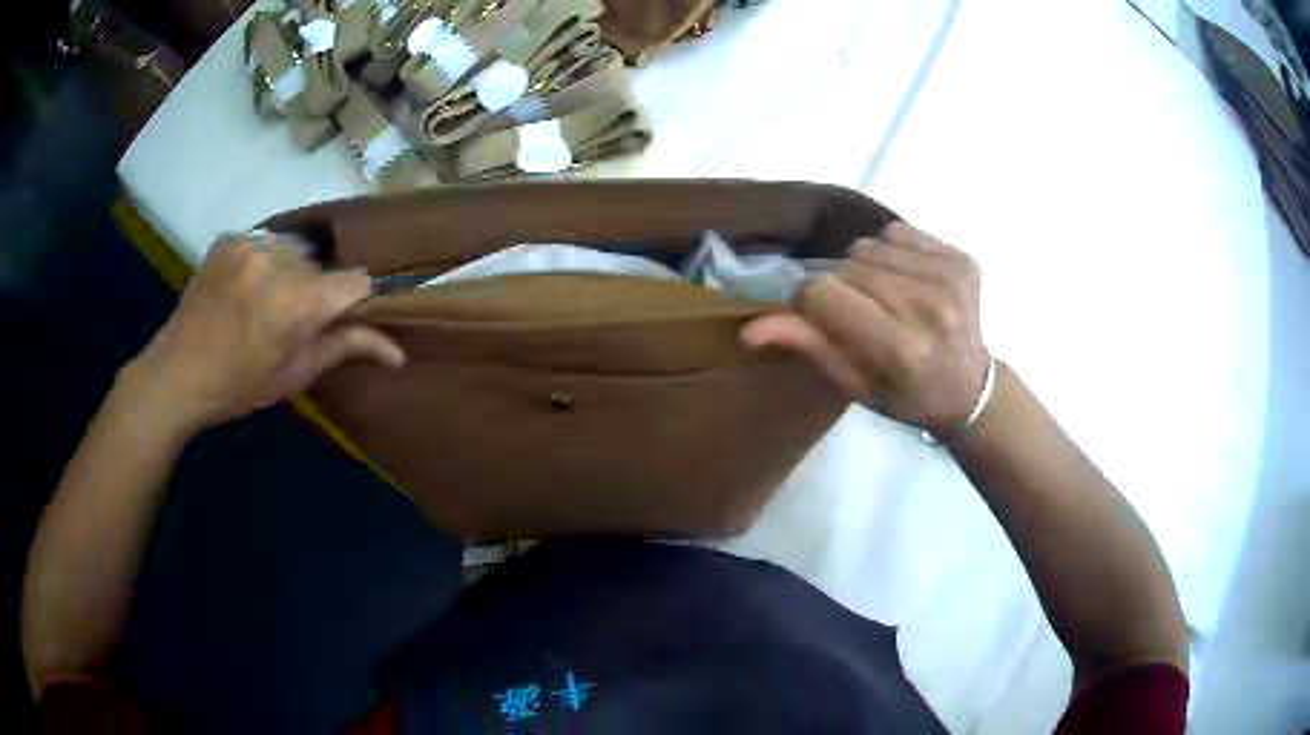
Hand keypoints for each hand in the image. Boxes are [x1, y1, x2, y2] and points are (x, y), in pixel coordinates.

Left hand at [121, 234, 403, 431]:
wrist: (177, 374)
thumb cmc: (238, 386)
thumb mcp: (294, 375)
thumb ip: (345, 348)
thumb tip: (398, 353)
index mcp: (297, 302)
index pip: (356, 281)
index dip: (353, 301)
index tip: (338, 319)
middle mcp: (278, 260)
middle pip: (322, 265)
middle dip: (315, 290)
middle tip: (289, 322)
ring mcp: (250, 244)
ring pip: (295, 250)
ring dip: (290, 272)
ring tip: (263, 303)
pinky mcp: (230, 237)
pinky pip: (265, 242)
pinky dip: (264, 262)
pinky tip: (244, 288)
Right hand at [741, 221, 989, 435]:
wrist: (971, 389)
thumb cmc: (906, 396)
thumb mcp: (852, 384)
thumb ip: (807, 347)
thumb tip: (749, 329)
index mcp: (899, 348)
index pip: (822, 294)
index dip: (807, 301)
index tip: (817, 315)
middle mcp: (928, 307)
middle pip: (846, 267)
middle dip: (839, 286)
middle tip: (857, 313)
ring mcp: (950, 278)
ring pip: (870, 246)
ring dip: (865, 268)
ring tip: (884, 298)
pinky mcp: (963, 259)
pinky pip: (899, 233)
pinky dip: (892, 252)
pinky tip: (907, 281)